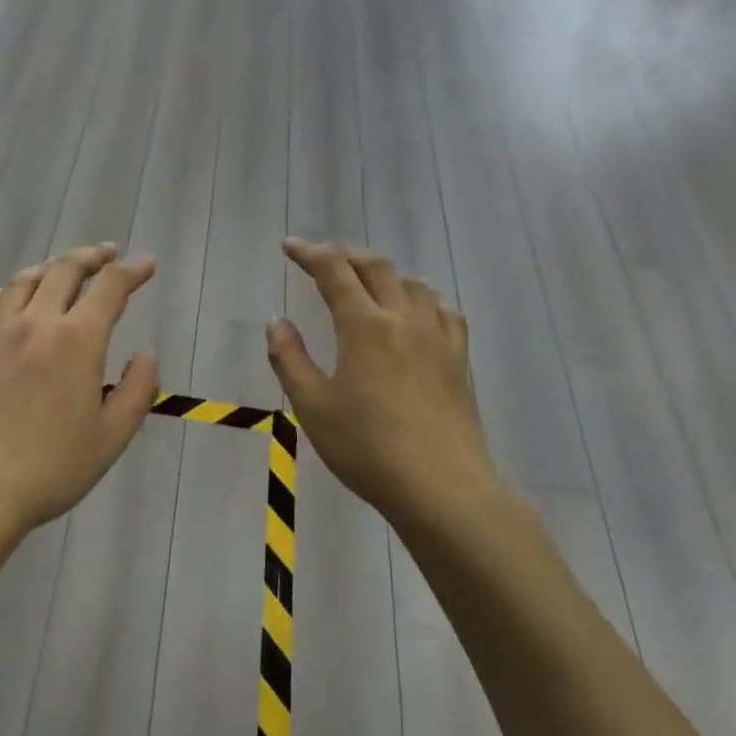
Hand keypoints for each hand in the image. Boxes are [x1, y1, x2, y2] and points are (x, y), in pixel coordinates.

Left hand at [0, 244, 159, 535]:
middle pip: (64, 270)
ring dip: (49, 267)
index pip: (109, 287)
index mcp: (77, 339)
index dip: (132, 271)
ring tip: (62, 269)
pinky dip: (4, 295)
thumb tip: (145, 355)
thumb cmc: (52, 467)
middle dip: (91, 257)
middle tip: (107, 254)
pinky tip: (8, 301)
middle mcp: (36, 323)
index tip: (146, 265)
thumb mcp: (113, 436)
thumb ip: (138, 390)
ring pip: (23, 281)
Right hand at [266, 239, 504, 528]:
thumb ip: (290, 359)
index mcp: (365, 326)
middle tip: (323, 260)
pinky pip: (442, 311)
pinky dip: (421, 299)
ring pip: (412, 284)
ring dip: (384, 274)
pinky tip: (415, 314)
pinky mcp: (459, 359)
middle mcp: (403, 319)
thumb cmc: (368, 449)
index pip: (334, 271)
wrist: (443, 489)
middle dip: (346, 256)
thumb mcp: (313, 406)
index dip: (310, 253)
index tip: (289, 246)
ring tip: (366, 283)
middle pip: (376, 267)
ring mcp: (437, 337)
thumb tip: (277, 322)